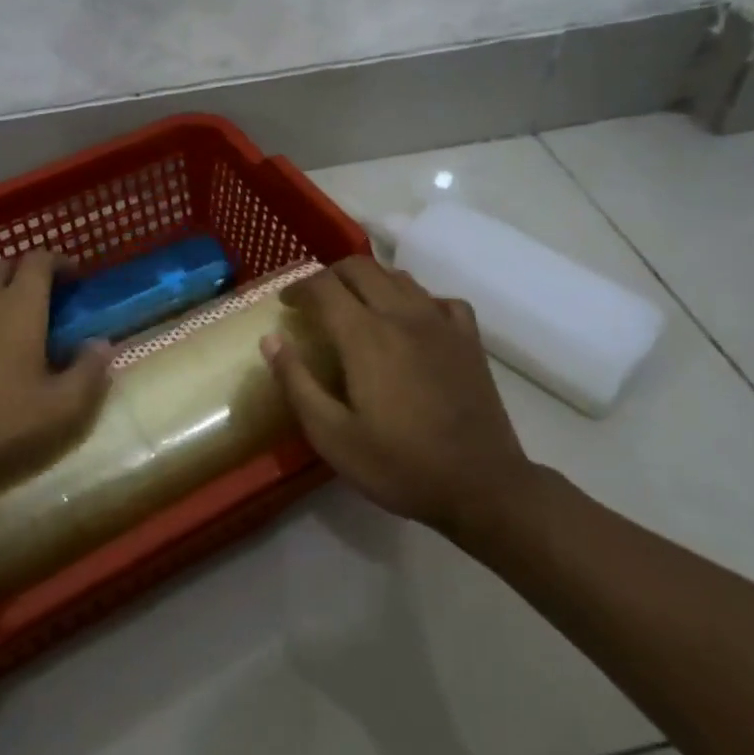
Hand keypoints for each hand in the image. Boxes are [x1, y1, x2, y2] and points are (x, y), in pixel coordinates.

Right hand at [261, 256, 533, 535]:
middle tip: (314, 301)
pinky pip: (439, 299)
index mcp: (365, 336)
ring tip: (355, 307)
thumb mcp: (332, 436)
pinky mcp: (469, 339)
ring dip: (369, 282)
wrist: (482, 487)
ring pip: (399, 277)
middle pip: (361, 268)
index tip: (285, 303)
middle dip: (330, 276)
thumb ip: (296, 383)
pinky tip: (412, 321)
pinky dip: (417, 299)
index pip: (324, 286)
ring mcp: (441, 324)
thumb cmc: (399, 465)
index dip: (298, 287)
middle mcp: (403, 315)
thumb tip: (270, 340)